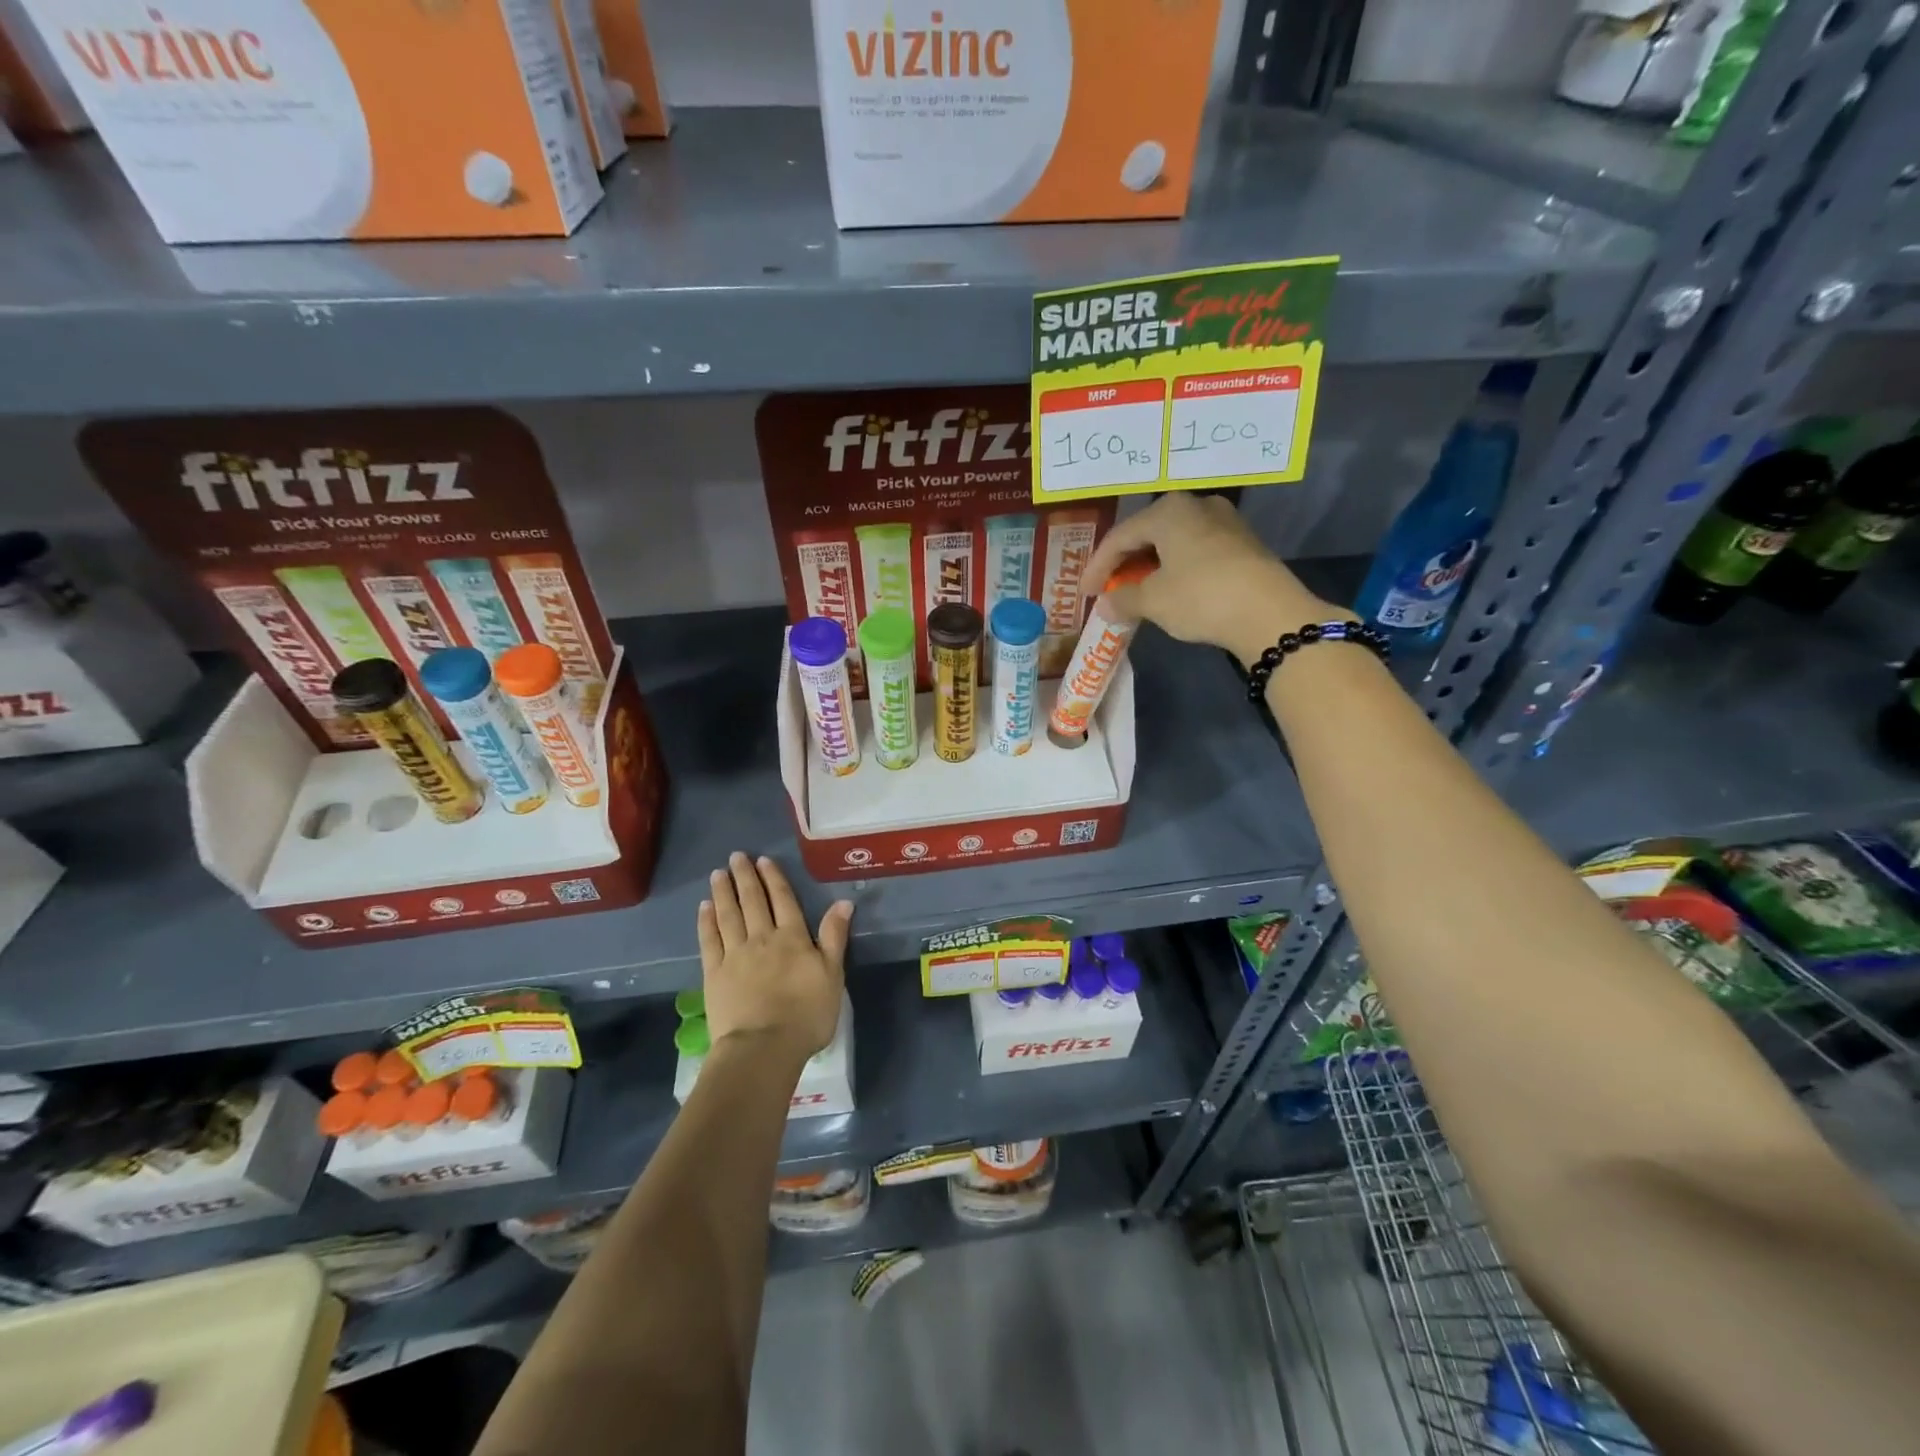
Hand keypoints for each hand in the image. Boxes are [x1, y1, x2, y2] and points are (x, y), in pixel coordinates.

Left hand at [697, 853, 852, 1061]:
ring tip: (718, 873)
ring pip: (728, 915)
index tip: (763, 860)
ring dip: (723, 892)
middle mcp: (762, 938)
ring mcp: (735, 955)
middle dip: (745, 877)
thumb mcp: (833, 975)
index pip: (783, 900)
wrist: (763, 1048)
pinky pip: (709, 940)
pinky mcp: (714, 974)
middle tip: (736, 856)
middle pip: (752, 901)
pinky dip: (706, 921)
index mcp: (793, 938)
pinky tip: (704, 908)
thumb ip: (835, 937)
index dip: (773, 878)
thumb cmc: (806, 1015)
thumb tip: (844, 902)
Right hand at [1082, 494, 1339, 667]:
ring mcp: (1224, 522)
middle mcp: (1196, 505)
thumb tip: (1105, 605)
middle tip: (1108, 588)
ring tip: (1136, 592)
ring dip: (1150, 567)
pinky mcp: (1242, 543)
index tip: (1085, 593)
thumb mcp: (1153, 601)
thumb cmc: (1200, 597)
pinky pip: (1195, 551)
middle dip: (1124, 563)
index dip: (1097, 566)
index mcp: (1168, 511)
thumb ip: (1123, 599)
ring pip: (1173, 542)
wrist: (1269, 613)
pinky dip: (1175, 569)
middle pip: (1147, 534)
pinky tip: (1169, 590)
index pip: (1120, 537)